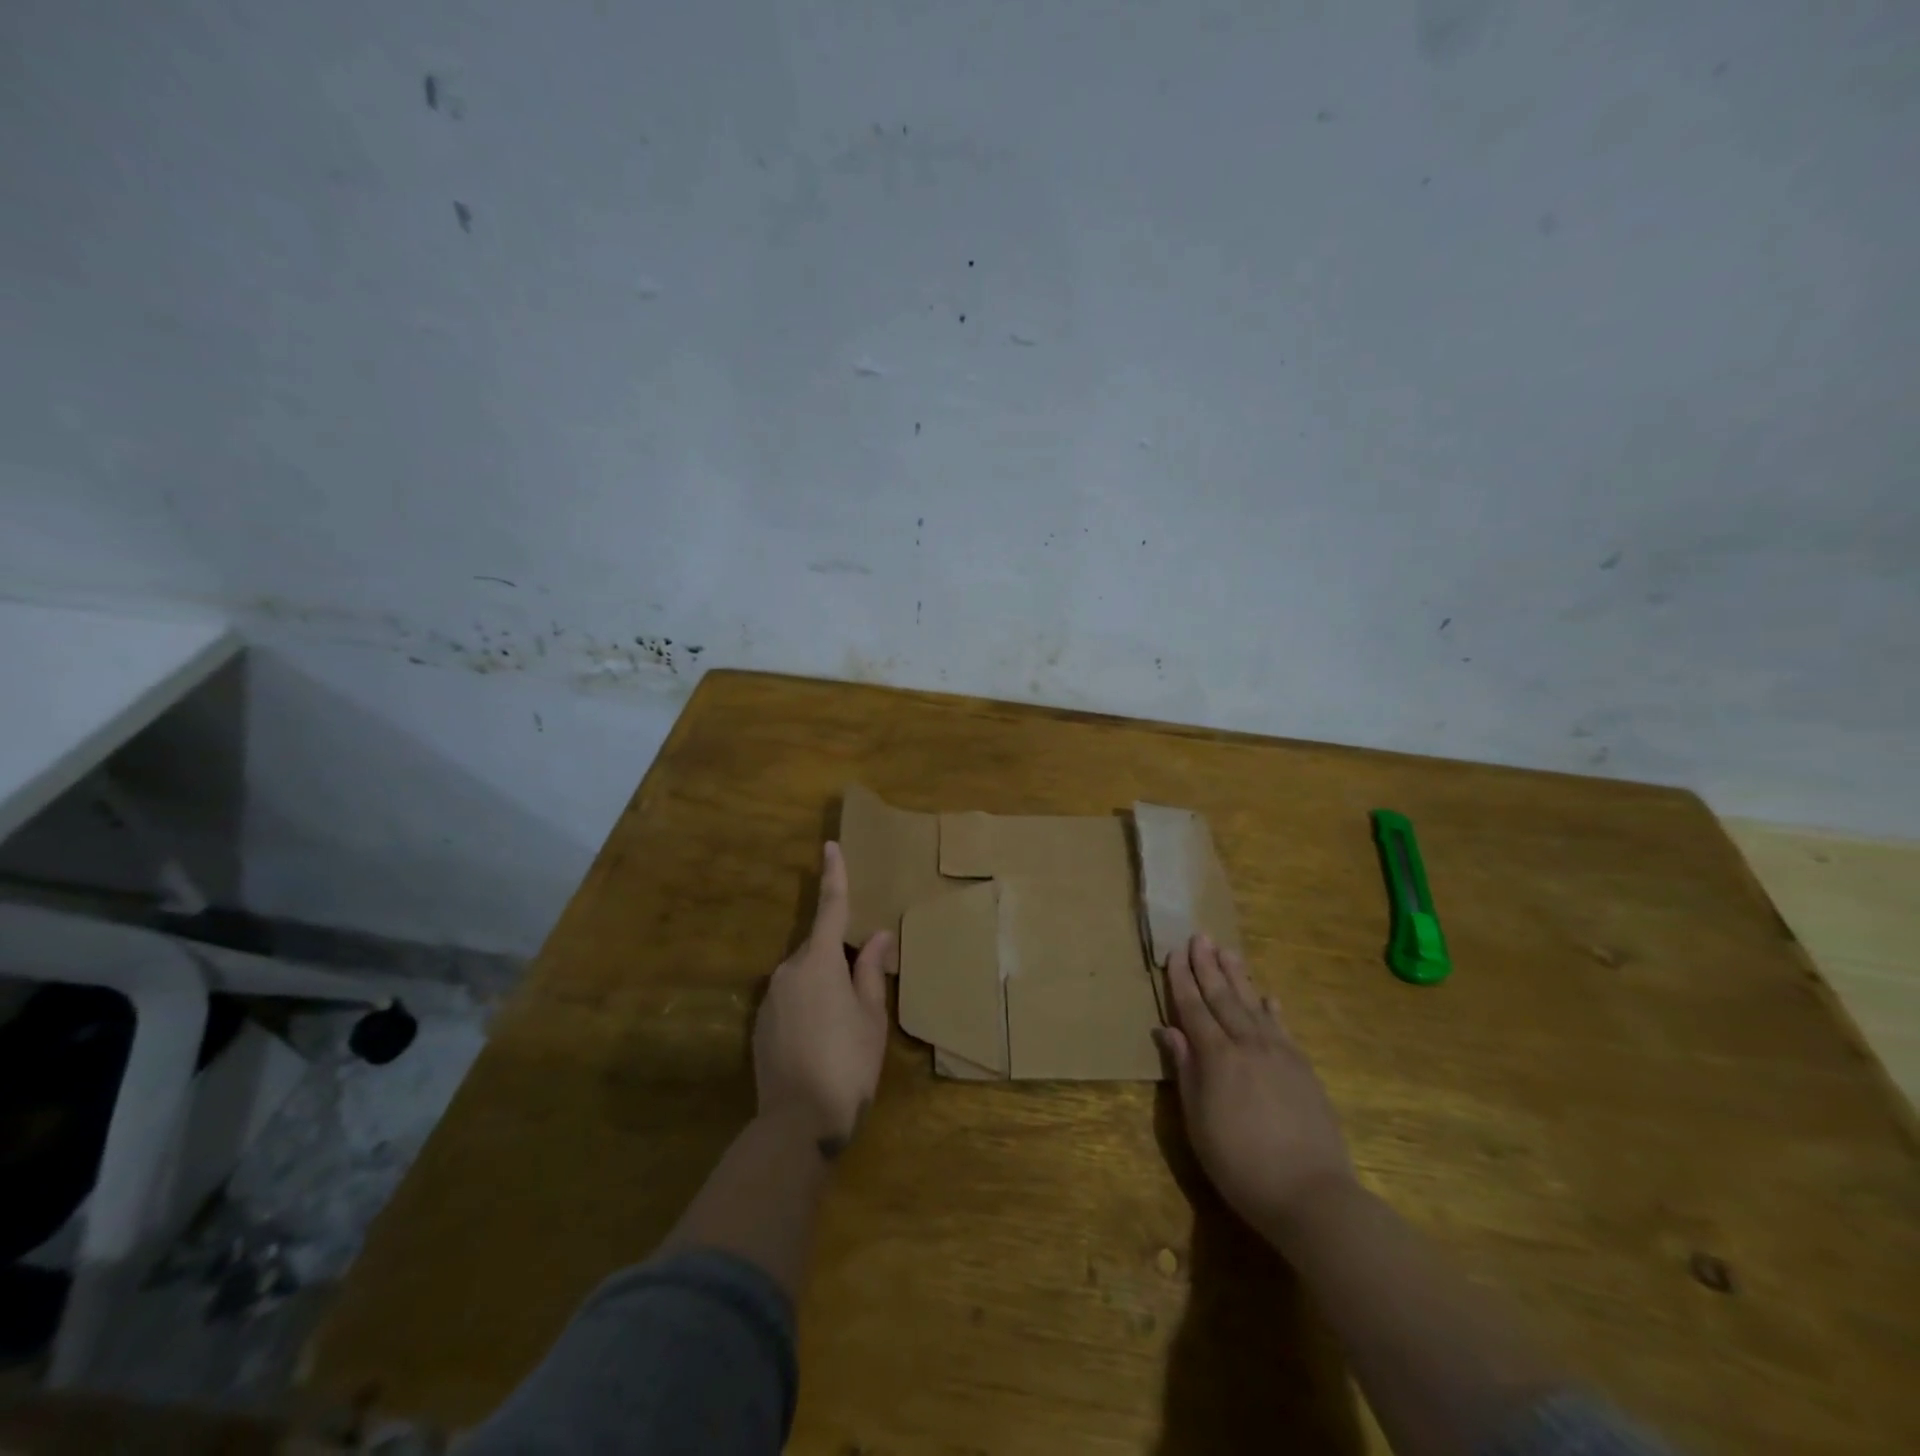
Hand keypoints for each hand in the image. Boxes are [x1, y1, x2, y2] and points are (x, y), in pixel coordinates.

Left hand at [753, 842, 894, 1157]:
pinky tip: (822, 1039)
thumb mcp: (871, 1017)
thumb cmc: (847, 1064)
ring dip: (824, 984)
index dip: (833, 876)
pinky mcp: (760, 1025)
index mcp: (818, 963)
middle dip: (839, 957)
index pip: (830, 908)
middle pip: (818, 948)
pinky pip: (791, 999)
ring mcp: (770, 998)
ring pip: (804, 975)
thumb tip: (879, 935)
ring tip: (845, 1024)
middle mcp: (788, 971)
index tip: (830, 846)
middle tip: (864, 988)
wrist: (796, 1124)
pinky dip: (808, 1005)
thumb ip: (870, 970)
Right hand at [1154, 934, 1356, 1239]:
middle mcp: (1247, 1044)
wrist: (1311, 1194)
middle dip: (1208, 966)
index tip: (1175, 952)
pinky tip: (1268, 996)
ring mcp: (1280, 1053)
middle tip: (1200, 936)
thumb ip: (1185, 1070)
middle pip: (1223, 997)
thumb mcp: (1198, 1121)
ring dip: (1238, 976)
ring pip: (1253, 1004)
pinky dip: (1273, 1009)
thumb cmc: (1240, 1164)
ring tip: (1228, 951)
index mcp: (1216, 1057)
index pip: (1193, 1008)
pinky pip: (1283, 1027)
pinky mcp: (1303, 1068)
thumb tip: (1168, 1029)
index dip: (1182, 979)